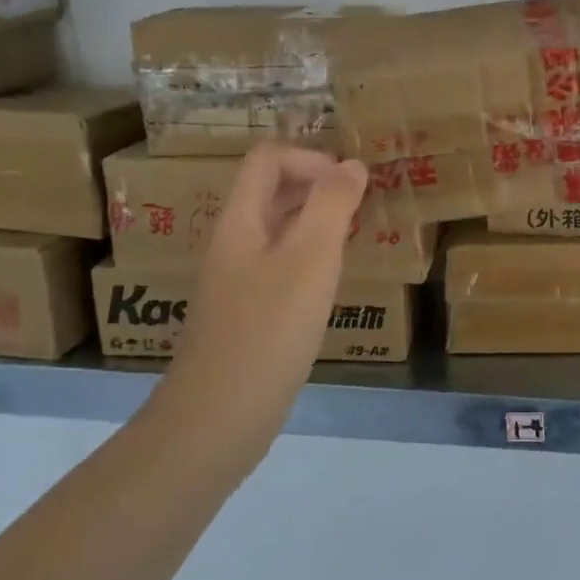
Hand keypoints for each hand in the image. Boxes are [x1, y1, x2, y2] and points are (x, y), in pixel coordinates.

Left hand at [153, 144, 369, 460]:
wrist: (216, 420)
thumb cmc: (267, 330)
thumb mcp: (310, 259)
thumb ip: (332, 205)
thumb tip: (352, 165)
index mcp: (241, 221)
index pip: (268, 159)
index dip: (311, 158)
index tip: (351, 185)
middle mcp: (234, 243)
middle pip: (271, 190)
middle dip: (318, 186)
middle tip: (362, 205)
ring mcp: (237, 281)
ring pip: (279, 229)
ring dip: (317, 222)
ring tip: (356, 237)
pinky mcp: (247, 314)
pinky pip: (281, 265)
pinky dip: (310, 259)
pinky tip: (332, 283)